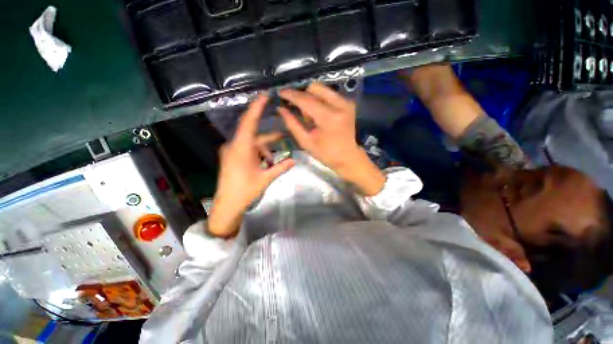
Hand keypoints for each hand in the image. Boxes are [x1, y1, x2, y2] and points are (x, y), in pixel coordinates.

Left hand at [209, 95, 294, 236]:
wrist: (228, 204)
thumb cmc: (245, 191)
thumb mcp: (266, 178)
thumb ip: (281, 167)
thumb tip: (295, 160)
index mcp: (241, 148)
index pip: (249, 122)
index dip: (257, 107)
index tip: (265, 96)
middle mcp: (234, 145)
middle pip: (255, 134)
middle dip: (269, 138)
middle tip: (282, 136)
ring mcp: (232, 151)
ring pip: (252, 144)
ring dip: (265, 150)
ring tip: (273, 162)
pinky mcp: (232, 156)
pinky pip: (248, 149)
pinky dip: (258, 154)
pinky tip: (265, 164)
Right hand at [278, 83, 384, 195]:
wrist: (348, 157)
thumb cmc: (326, 153)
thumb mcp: (306, 142)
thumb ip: (292, 124)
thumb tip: (281, 108)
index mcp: (329, 118)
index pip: (306, 100)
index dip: (291, 95)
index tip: (280, 92)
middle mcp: (340, 105)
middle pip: (315, 88)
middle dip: (303, 96)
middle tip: (299, 111)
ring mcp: (346, 102)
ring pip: (322, 89)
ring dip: (312, 98)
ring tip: (311, 116)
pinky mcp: (349, 103)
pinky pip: (329, 94)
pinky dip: (320, 100)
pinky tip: (319, 114)